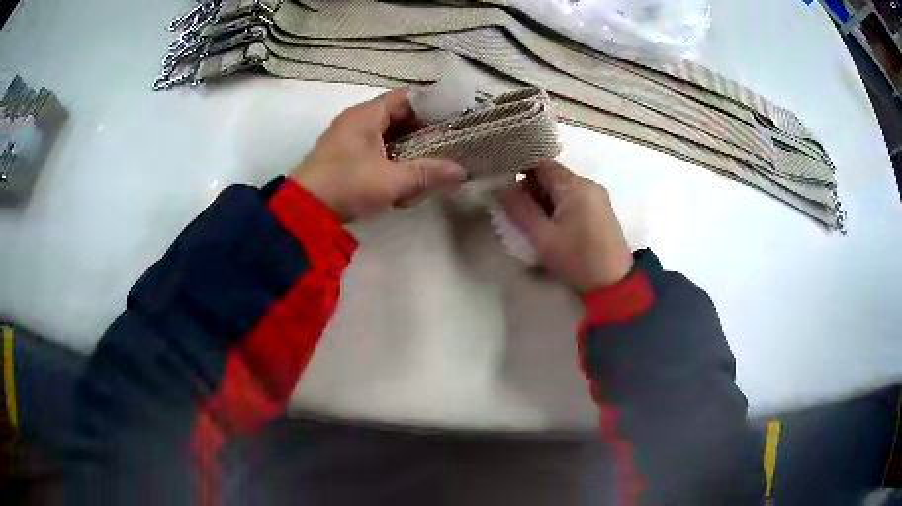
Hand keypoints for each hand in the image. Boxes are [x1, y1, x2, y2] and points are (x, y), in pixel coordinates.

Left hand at [291, 89, 465, 221]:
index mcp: (367, 114)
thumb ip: (427, 174)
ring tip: (423, 176)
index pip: (408, 98)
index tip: (454, 123)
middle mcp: (358, 121)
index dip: (433, 107)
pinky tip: (401, 188)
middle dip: (423, 137)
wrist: (302, 212)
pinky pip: (377, 153)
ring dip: (409, 155)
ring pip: (390, 138)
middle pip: (401, 118)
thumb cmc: (346, 186)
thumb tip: (461, 172)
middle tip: (445, 152)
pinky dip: (392, 165)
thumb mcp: (391, 181)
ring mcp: (350, 139)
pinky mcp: (345, 158)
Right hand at [499, 160, 632, 291]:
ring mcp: (598, 197)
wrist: (614, 285)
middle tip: (520, 217)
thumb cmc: (577, 260)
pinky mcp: (601, 211)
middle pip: (552, 176)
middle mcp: (588, 184)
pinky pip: (574, 199)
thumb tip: (501, 187)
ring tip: (537, 228)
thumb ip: (519, 209)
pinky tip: (555, 230)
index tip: (507, 193)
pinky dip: (560, 209)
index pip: (541, 164)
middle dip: (532, 191)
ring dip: (545, 202)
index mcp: (575, 185)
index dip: (520, 174)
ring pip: (563, 189)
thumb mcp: (542, 237)